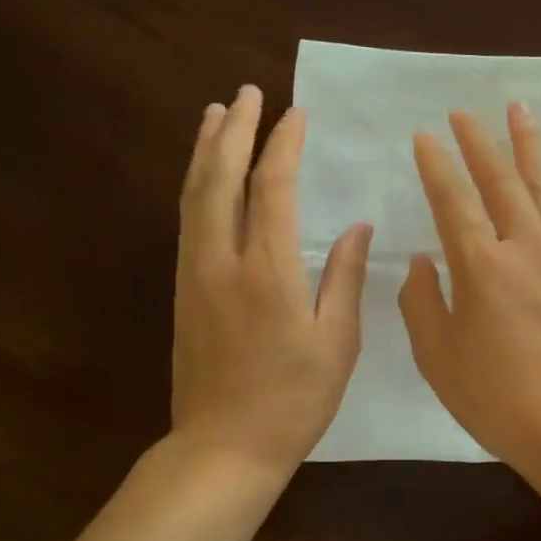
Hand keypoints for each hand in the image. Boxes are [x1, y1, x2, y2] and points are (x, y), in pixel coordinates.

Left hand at [173, 85, 371, 474]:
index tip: (295, 113)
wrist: (223, 446)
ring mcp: (195, 274)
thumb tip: (357, 228)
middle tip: (246, 93)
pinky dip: (196, 186)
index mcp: (268, 272)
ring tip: (215, 115)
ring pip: (195, 196)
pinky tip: (204, 175)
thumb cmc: (293, 399)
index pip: (273, 190)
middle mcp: (222, 261)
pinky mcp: (184, 290)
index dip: (283, 146)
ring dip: (205, 150)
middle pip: (221, 179)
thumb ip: (345, 278)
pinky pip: (188, 221)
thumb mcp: (336, 342)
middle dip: (233, 131)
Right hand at [400, 103, 540, 472]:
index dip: (437, 164)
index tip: (426, 135)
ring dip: (529, 147)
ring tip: (519, 110)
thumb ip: (422, 303)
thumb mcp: (438, 357)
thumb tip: (424, 262)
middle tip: (464, 112)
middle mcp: (525, 248)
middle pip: (500, 181)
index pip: (453, 200)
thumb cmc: (499, 398)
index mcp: (481, 267)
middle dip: (479, 142)